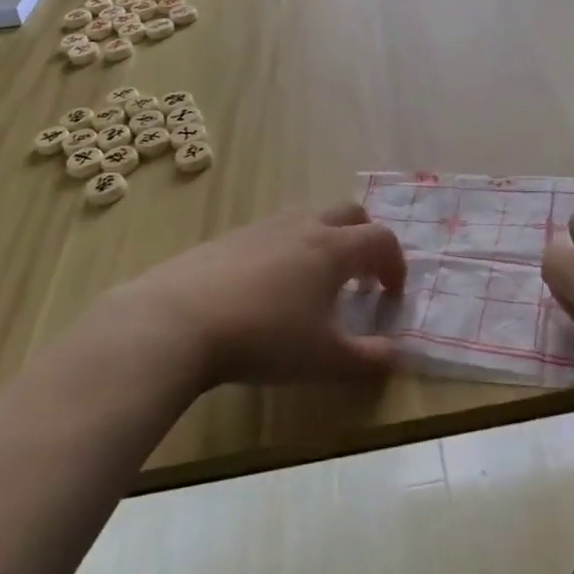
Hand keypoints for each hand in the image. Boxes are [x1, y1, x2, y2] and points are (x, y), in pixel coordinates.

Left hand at [104, 202, 406, 391]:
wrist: (177, 321)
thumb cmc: (265, 338)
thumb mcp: (325, 359)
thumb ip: (369, 358)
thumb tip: (396, 354)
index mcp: (334, 248)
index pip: (382, 239)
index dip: (395, 264)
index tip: (391, 295)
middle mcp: (303, 226)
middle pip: (350, 213)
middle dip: (365, 240)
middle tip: (360, 278)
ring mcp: (263, 226)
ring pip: (308, 218)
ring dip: (325, 242)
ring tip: (313, 284)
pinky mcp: (229, 236)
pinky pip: (273, 232)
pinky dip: (287, 250)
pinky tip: (267, 288)